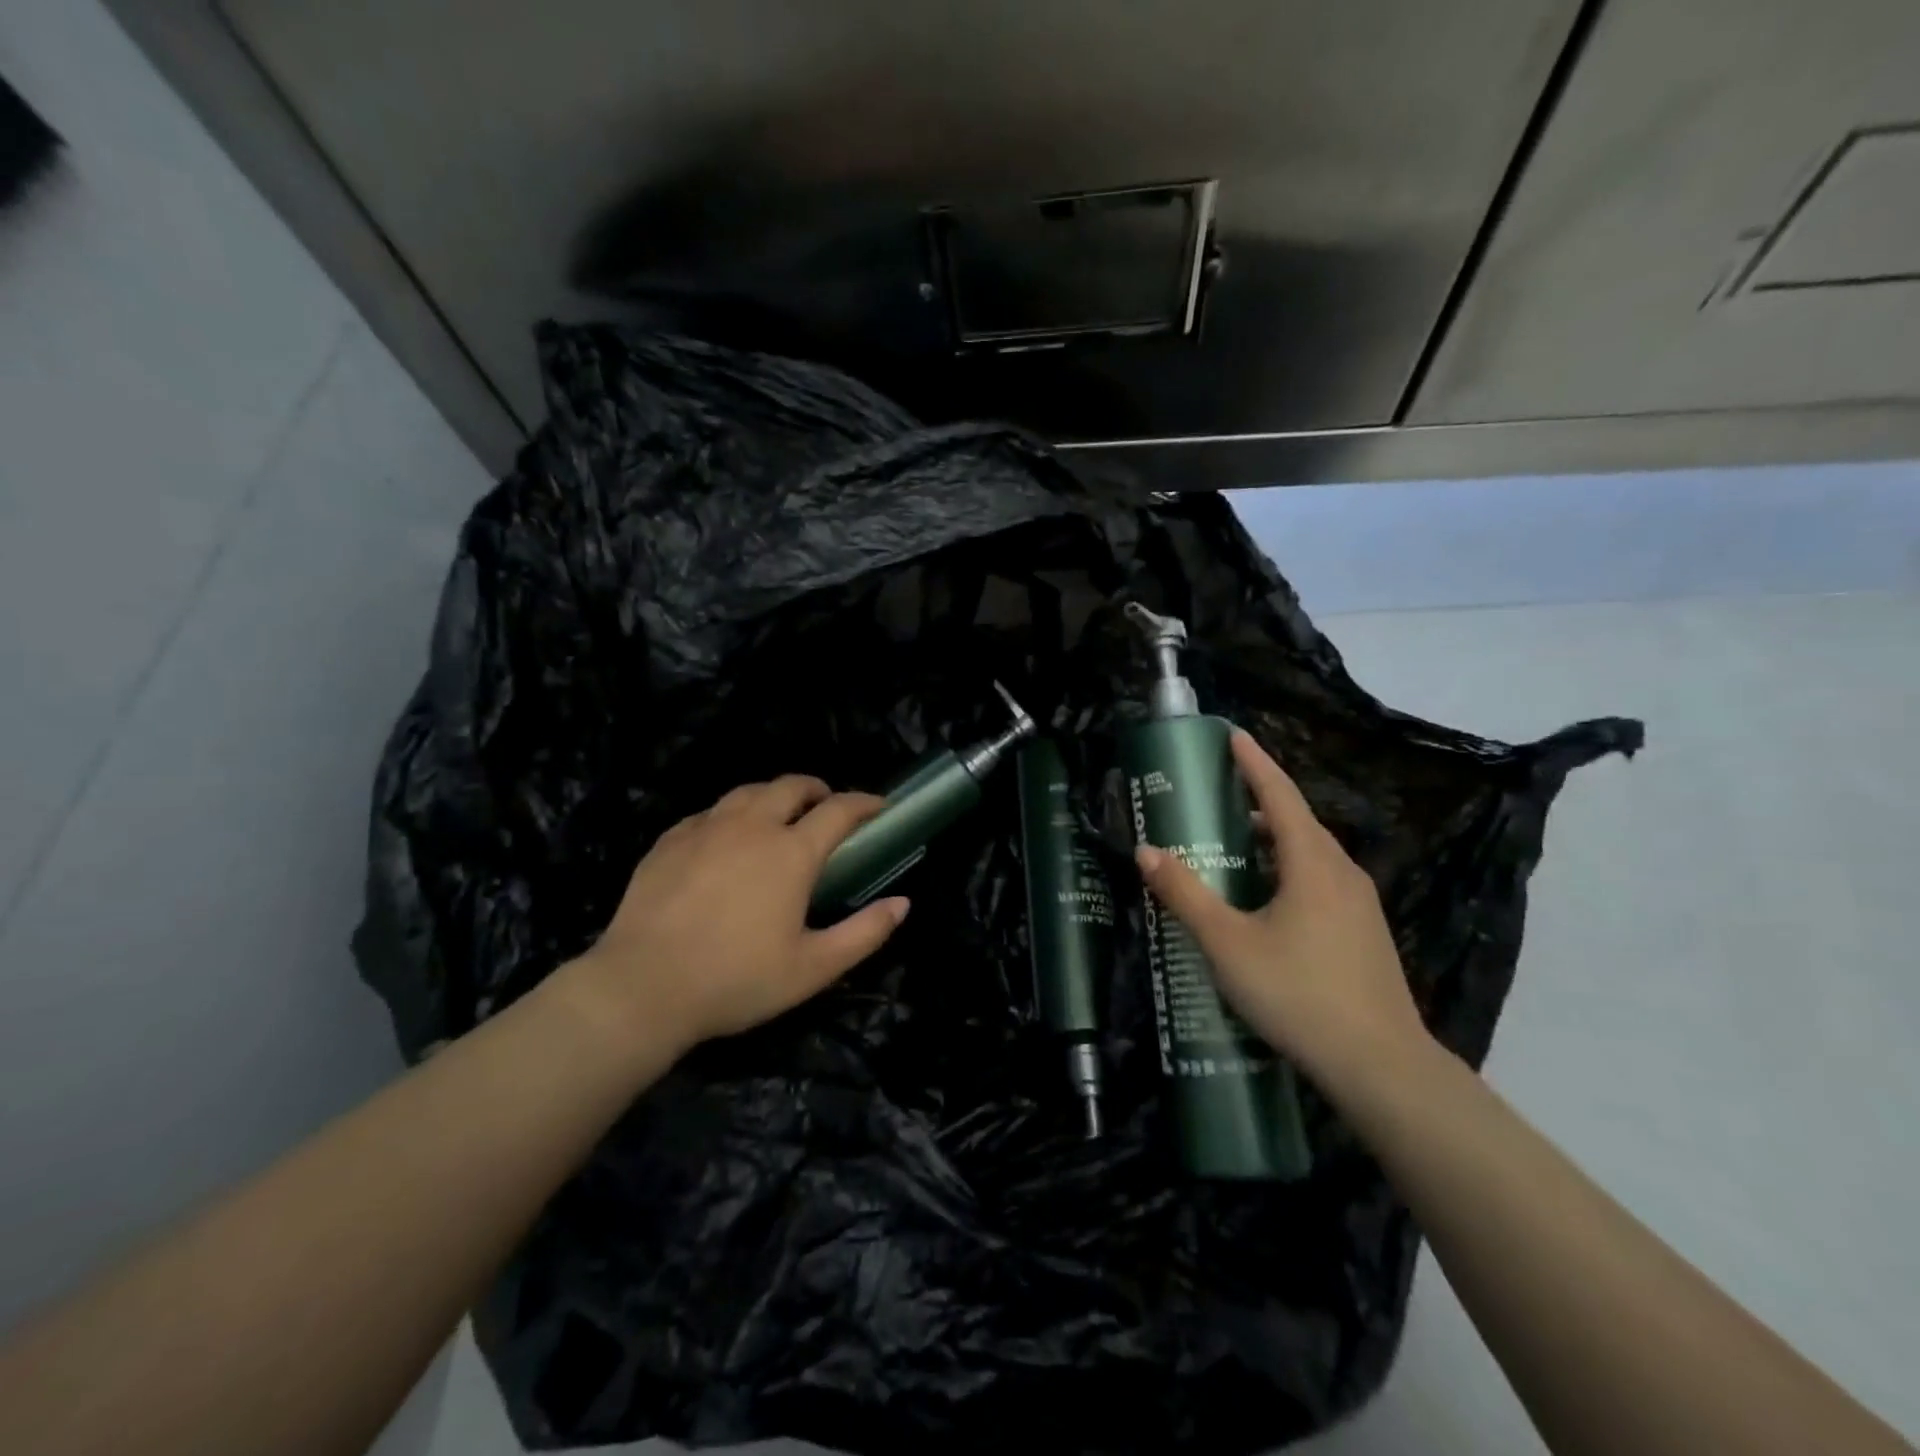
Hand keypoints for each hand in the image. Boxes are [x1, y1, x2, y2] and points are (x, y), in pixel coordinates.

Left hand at [564, 776, 908, 1053]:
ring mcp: (706, 828)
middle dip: (818, 789)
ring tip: (780, 815)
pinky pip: (710, 812)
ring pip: (748, 791)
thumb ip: (865, 933)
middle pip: (792, 786)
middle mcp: (751, 826)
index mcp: (791, 853)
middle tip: (826, 807)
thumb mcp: (813, 968)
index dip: (865, 803)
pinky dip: (732, 814)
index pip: (839, 810)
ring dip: (774, 795)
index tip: (879, 807)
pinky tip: (726, 838)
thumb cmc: (736, 980)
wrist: (642, 988)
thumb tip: (903, 903)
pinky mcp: (670, 840)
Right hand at [1133, 731, 1427, 1094]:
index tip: (1232, 735)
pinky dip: (1287, 870)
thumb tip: (1146, 851)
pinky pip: (1319, 880)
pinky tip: (1265, 899)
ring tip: (1232, 846)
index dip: (1254, 763)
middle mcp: (1342, 872)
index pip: (1279, 795)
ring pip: (1309, 854)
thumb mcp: (1227, 943)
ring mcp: (1359, 904)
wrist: (1381, 1066)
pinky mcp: (1364, 932)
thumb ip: (1185, 894)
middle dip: (1256, 801)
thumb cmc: (1298, 993)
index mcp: (1312, 863)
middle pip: (1296, 821)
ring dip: (1271, 840)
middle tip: (1215, 796)